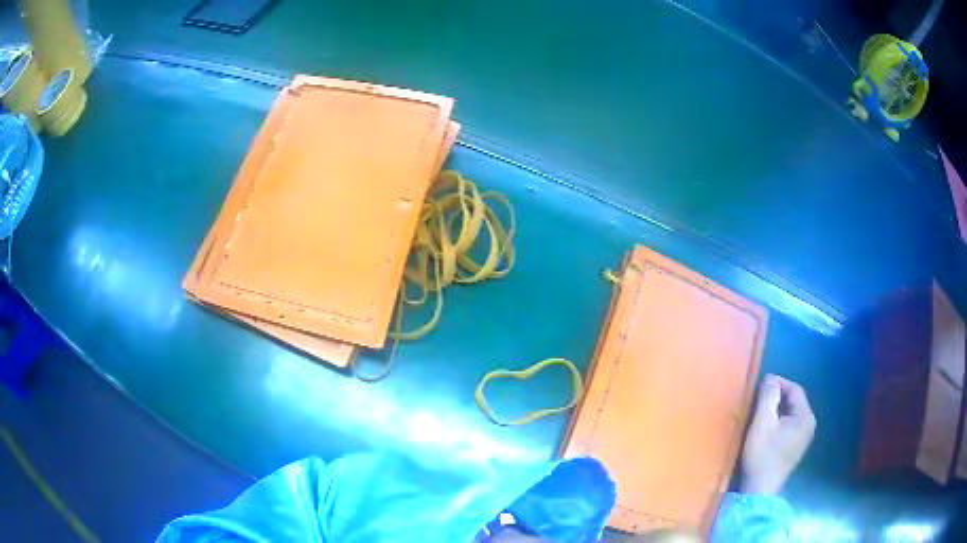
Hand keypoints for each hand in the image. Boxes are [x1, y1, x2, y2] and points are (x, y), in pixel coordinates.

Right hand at [740, 375, 815, 494]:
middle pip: (793, 401)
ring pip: (789, 414)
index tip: (760, 385)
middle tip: (757, 399)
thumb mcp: (763, 423)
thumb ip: (768, 397)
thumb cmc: (762, 455)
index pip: (794, 389)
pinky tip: (764, 429)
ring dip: (775, 410)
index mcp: (805, 417)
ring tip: (758, 413)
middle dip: (776, 397)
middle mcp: (809, 425)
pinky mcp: (794, 448)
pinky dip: (777, 422)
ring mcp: (803, 438)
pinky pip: (788, 426)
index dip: (778, 383)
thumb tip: (771, 379)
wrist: (760, 490)